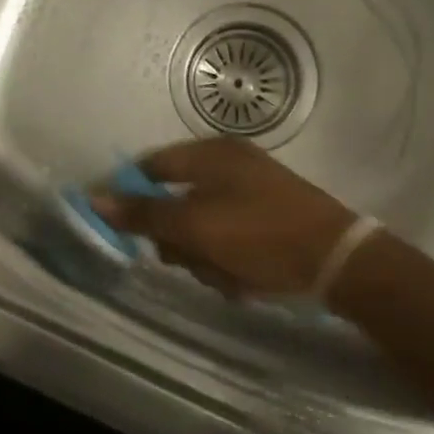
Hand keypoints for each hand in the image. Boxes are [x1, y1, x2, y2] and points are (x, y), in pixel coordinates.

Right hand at [91, 138, 357, 298]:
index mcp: (211, 154)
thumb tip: (93, 197)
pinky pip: (227, 240)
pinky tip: (245, 279)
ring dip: (203, 257)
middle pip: (174, 203)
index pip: (150, 166)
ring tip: (226, 274)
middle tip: (191, 259)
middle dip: (178, 240)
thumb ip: (143, 213)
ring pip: (199, 229)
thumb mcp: (195, 226)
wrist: (340, 264)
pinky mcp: (267, 219)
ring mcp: (251, 192)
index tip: (121, 228)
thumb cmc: (261, 236)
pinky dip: (228, 262)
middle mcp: (228, 166)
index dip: (130, 195)